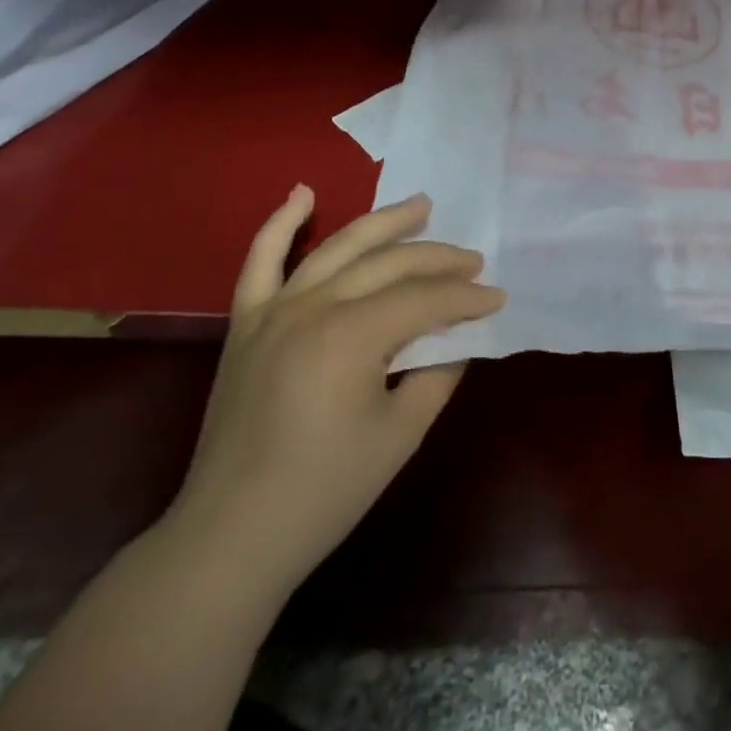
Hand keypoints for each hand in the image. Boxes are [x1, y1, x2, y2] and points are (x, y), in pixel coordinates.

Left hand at [162, 188, 504, 593]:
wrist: (232, 536)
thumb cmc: (325, 492)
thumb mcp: (400, 434)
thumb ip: (436, 374)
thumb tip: (456, 337)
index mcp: (350, 336)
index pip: (423, 300)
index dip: (465, 298)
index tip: (498, 298)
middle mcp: (312, 307)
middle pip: (388, 265)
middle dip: (438, 259)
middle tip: (474, 260)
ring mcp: (274, 310)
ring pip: (337, 247)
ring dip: (382, 223)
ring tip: (421, 206)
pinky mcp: (246, 323)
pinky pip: (260, 261)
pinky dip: (280, 224)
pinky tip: (303, 193)